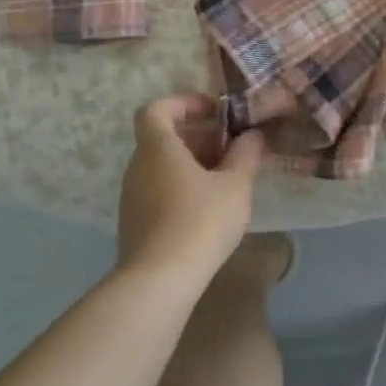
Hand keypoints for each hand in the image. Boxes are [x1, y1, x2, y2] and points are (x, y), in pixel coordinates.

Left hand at [117, 95, 265, 275]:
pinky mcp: (135, 224)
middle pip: (164, 138)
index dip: (185, 103)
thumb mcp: (236, 184)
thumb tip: (252, 135)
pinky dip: (184, 188)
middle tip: (234, 149)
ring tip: (229, 180)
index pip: (157, 109)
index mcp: (158, 148)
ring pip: (163, 166)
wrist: (159, 282)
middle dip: (201, 137)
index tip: (215, 112)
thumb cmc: (200, 221)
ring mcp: (133, 197)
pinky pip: (160, 191)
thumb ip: (246, 153)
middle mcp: (138, 167)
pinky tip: (211, 209)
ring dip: (195, 165)